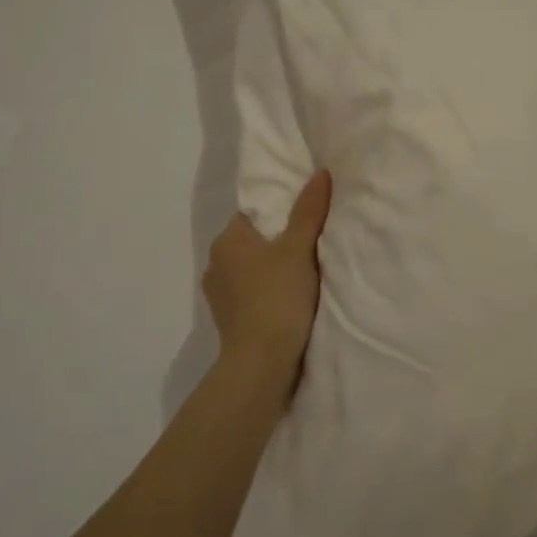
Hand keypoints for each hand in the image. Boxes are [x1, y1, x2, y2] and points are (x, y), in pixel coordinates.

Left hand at [203, 170, 331, 391]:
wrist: (262, 364)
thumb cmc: (278, 297)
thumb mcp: (299, 248)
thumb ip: (309, 211)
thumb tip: (320, 173)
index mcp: (227, 241)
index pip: (254, 214)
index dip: (281, 214)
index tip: (306, 220)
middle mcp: (216, 264)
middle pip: (254, 242)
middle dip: (278, 243)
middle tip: (312, 245)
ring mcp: (220, 296)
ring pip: (252, 270)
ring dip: (272, 271)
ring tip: (304, 275)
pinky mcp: (229, 321)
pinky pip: (252, 295)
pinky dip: (268, 293)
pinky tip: (290, 301)